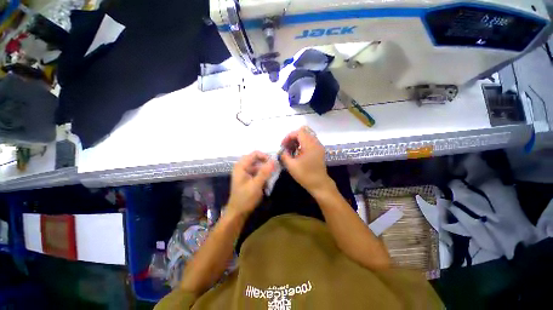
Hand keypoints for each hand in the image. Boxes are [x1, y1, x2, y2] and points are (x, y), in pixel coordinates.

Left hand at [226, 151, 273, 216]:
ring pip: (258, 167)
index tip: (274, 163)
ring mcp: (245, 173)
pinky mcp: (248, 178)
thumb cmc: (245, 199)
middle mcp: (242, 167)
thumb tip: (274, 160)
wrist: (237, 213)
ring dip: (265, 171)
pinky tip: (266, 183)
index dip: (265, 156)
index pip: (255, 154)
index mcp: (241, 166)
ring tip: (271, 178)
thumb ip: (265, 172)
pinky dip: (263, 176)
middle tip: (274, 171)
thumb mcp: (256, 185)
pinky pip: (257, 173)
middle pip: (257, 160)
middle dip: (266, 164)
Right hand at [280, 126, 333, 194]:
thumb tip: (282, 151)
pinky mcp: (319, 150)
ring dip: (297, 140)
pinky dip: (302, 144)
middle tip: (287, 147)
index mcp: (310, 145)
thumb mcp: (291, 166)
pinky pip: (310, 141)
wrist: (319, 184)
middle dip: (293, 138)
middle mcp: (316, 143)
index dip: (289, 136)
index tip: (283, 145)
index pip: (299, 132)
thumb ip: (284, 155)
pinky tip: (297, 153)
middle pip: (303, 132)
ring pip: (307, 136)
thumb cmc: (305, 175)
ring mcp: (319, 146)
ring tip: (291, 150)